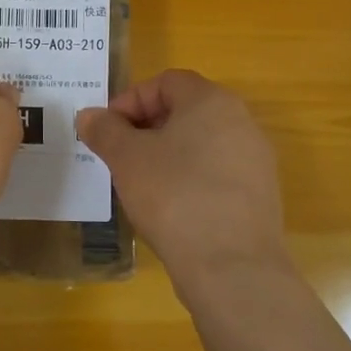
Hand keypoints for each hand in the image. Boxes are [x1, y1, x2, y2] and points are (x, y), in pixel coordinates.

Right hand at [76, 70, 290, 298]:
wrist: (232, 268)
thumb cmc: (174, 196)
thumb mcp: (126, 158)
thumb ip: (104, 130)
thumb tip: (89, 116)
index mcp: (211, 101)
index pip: (165, 82)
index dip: (130, 100)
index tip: (108, 130)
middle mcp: (241, 121)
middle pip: (185, 110)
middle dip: (146, 128)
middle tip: (119, 155)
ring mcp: (256, 160)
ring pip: (201, 143)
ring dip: (167, 154)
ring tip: (141, 182)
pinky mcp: (261, 196)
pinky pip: (217, 173)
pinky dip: (190, 179)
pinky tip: (171, 208)